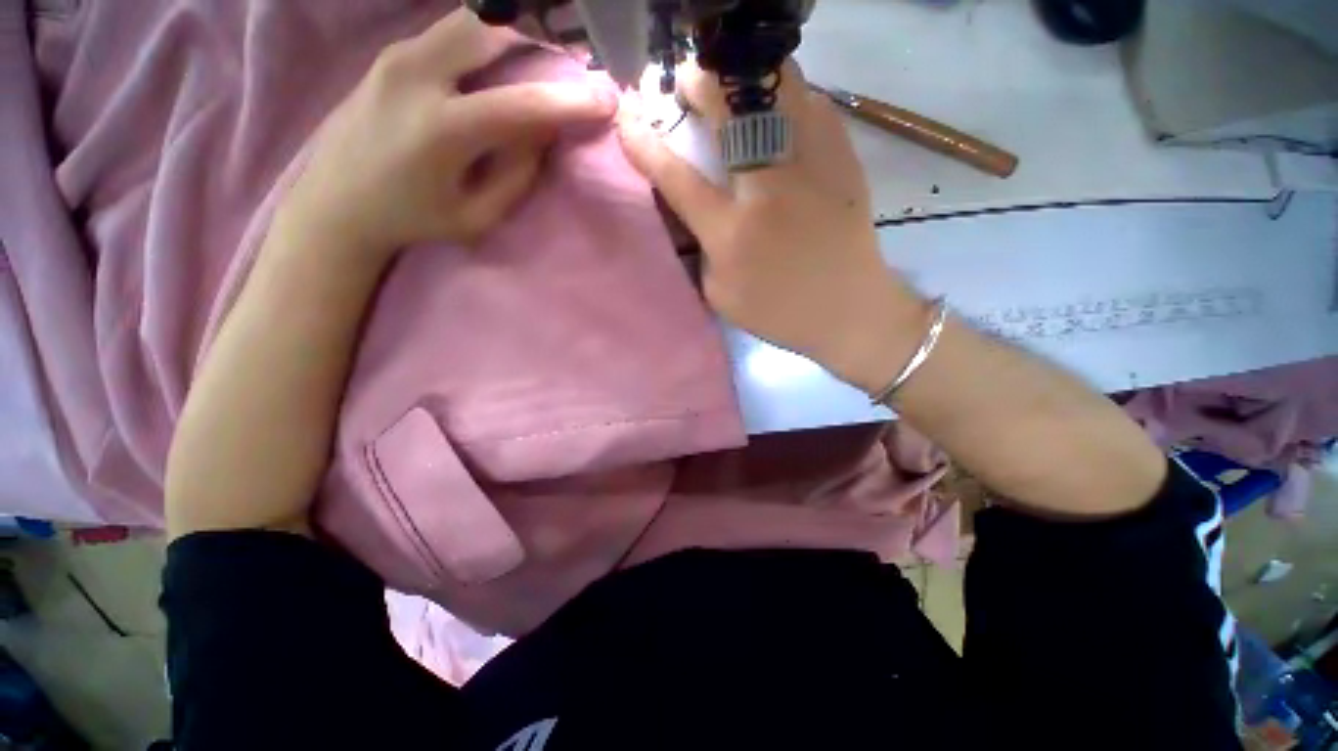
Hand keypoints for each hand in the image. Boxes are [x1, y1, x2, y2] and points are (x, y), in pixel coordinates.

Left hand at [279, 10, 617, 265]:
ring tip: (535, 66)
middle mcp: (416, 76)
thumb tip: (543, 133)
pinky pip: (451, 33)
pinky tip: (497, 68)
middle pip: (491, 32)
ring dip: (511, 37)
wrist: (336, 202)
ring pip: (470, 22)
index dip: (569, 101)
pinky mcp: (391, 54)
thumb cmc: (413, 219)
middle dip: (538, 45)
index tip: (605, 98)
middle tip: (565, 69)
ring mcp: (398, 56)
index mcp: (440, 130)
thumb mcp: (476, 216)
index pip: (520, 105)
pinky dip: (485, 42)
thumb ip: (515, 175)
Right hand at [616, 61, 926, 393]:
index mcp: (732, 233)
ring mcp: (812, 168)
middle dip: (702, 84)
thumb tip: (693, 207)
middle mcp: (770, 190)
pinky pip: (813, 105)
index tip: (628, 119)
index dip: (647, 145)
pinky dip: (788, 96)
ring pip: (779, 91)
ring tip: (733, 86)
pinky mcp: (843, 160)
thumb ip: (700, 248)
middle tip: (690, 83)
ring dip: (746, 77)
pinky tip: (778, 110)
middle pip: (731, 113)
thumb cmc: (778, 311)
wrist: (848, 309)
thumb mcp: (720, 294)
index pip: (679, 179)